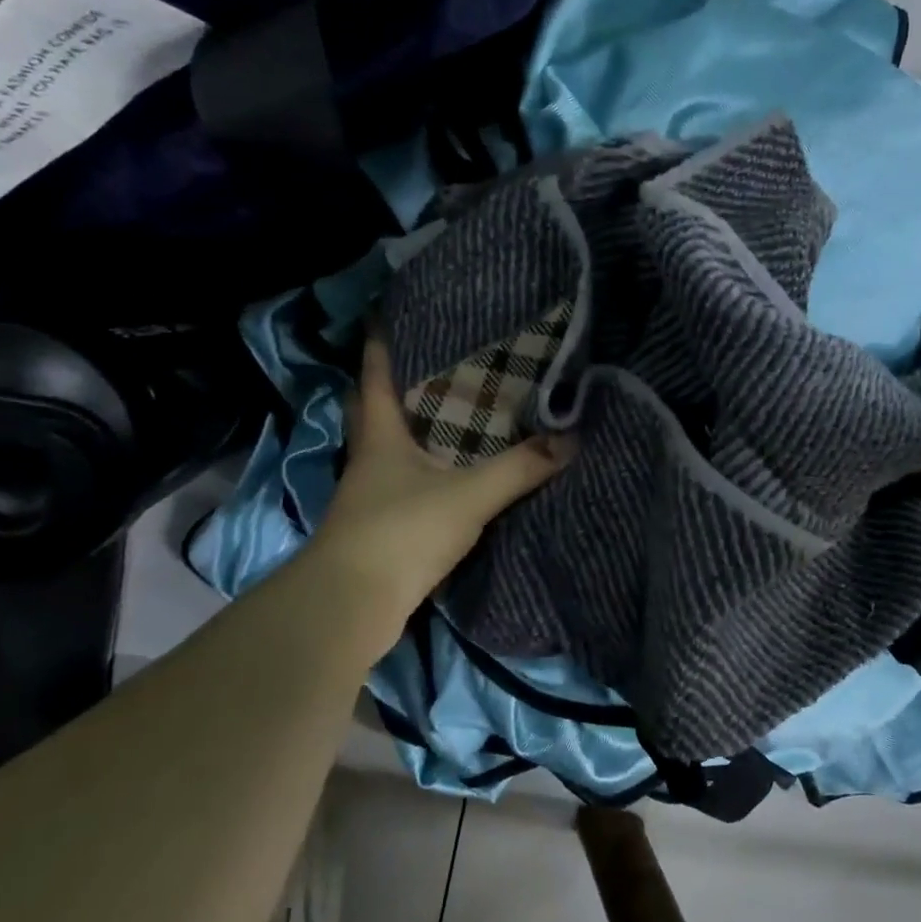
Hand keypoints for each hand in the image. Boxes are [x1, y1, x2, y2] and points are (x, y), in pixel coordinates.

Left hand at [308, 336, 574, 652]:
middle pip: (378, 409)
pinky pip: (408, 482)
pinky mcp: (381, 528)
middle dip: (401, 383)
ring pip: (394, 447)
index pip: (376, 376)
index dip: (381, 343)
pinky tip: (456, 471)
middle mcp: (370, 458)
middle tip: (441, 360)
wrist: (350, 608)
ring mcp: (371, 495)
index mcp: (380, 436)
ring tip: (460, 408)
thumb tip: (570, 439)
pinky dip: (429, 469)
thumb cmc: (400, 534)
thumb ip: (520, 468)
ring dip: (418, 428)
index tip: (389, 313)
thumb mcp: (468, 496)